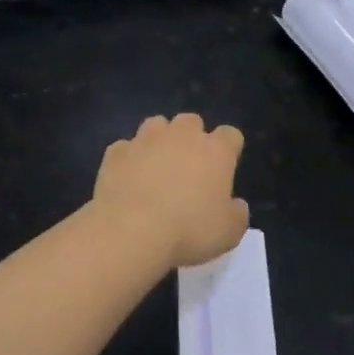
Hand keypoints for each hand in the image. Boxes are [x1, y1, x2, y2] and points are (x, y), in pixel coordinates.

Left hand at [91, 114, 248, 268]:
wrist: (131, 231)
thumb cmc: (189, 230)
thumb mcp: (229, 232)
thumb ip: (237, 213)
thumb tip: (235, 204)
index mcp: (215, 151)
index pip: (230, 135)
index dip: (229, 149)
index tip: (224, 168)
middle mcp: (182, 135)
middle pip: (191, 122)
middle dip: (191, 138)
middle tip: (188, 167)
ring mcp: (146, 139)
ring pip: (156, 125)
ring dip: (159, 140)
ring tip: (155, 167)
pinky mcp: (116, 151)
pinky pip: (126, 148)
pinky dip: (129, 159)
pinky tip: (127, 180)